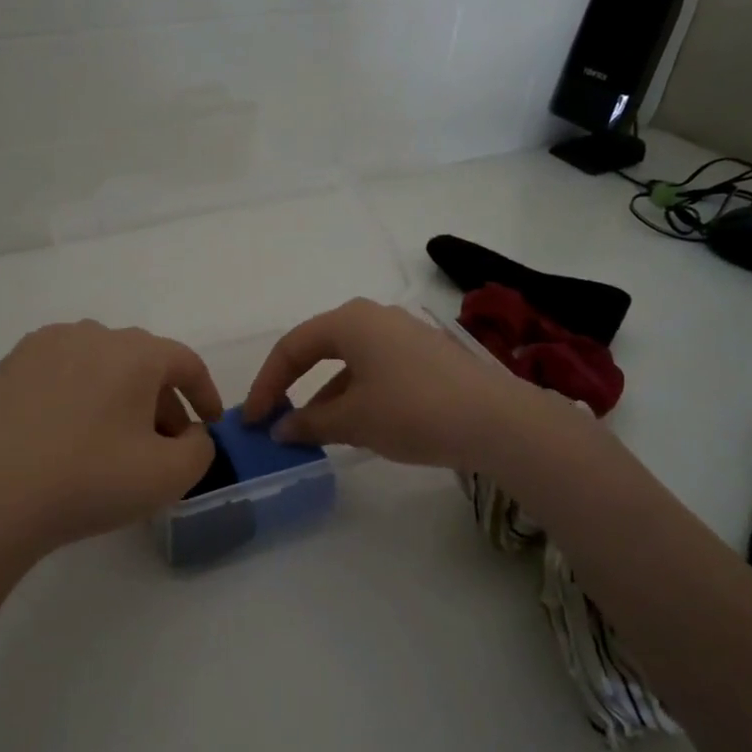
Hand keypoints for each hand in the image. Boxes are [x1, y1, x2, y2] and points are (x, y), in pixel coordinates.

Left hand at [0, 321, 223, 561]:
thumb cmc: (90, 481)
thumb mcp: (169, 476)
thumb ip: (200, 448)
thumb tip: (189, 432)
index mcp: (135, 352)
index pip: (185, 362)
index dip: (205, 394)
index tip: (210, 425)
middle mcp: (92, 333)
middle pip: (143, 362)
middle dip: (162, 401)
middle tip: (164, 443)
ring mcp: (46, 345)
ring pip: (102, 363)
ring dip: (121, 394)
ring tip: (116, 438)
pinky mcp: (11, 365)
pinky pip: (63, 370)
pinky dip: (81, 393)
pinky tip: (71, 431)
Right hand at [243, 298, 541, 472]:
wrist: (497, 422)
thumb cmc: (412, 411)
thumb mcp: (353, 420)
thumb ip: (310, 422)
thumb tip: (281, 430)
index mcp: (350, 321)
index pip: (292, 347)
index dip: (267, 384)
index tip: (253, 420)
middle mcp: (375, 318)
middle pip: (319, 349)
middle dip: (294, 386)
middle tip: (276, 420)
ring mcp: (404, 335)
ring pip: (349, 363)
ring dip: (326, 396)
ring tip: (312, 434)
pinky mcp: (426, 356)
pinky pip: (375, 371)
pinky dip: (355, 396)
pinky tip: (354, 426)